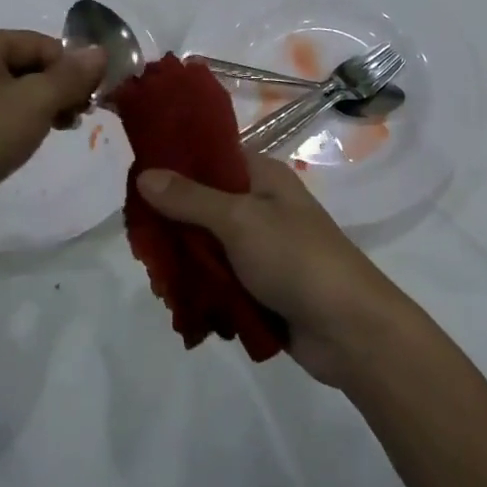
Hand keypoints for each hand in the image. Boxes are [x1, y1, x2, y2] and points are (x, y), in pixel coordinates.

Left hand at [0, 28, 104, 225]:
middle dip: (56, 88)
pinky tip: (27, 140)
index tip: (93, 98)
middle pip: (22, 63)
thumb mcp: (36, 102)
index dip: (71, 68)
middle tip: (79, 116)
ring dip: (39, 105)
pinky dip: (13, 119)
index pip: (38, 43)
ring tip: (60, 128)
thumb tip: (100, 52)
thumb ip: (71, 75)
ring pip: (6, 89)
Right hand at [136, 154, 408, 386]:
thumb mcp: (240, 220)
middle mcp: (259, 207)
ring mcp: (259, 249)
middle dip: (171, 225)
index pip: (210, 156)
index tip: (136, 181)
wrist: (350, 330)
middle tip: (143, 246)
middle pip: (201, 205)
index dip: (174, 164)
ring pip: (205, 247)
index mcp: (262, 177)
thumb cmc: (297, 259)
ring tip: (161, 285)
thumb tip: (144, 174)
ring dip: (183, 264)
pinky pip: (218, 280)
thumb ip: (190, 198)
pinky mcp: (259, 286)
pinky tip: (180, 304)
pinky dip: (200, 290)